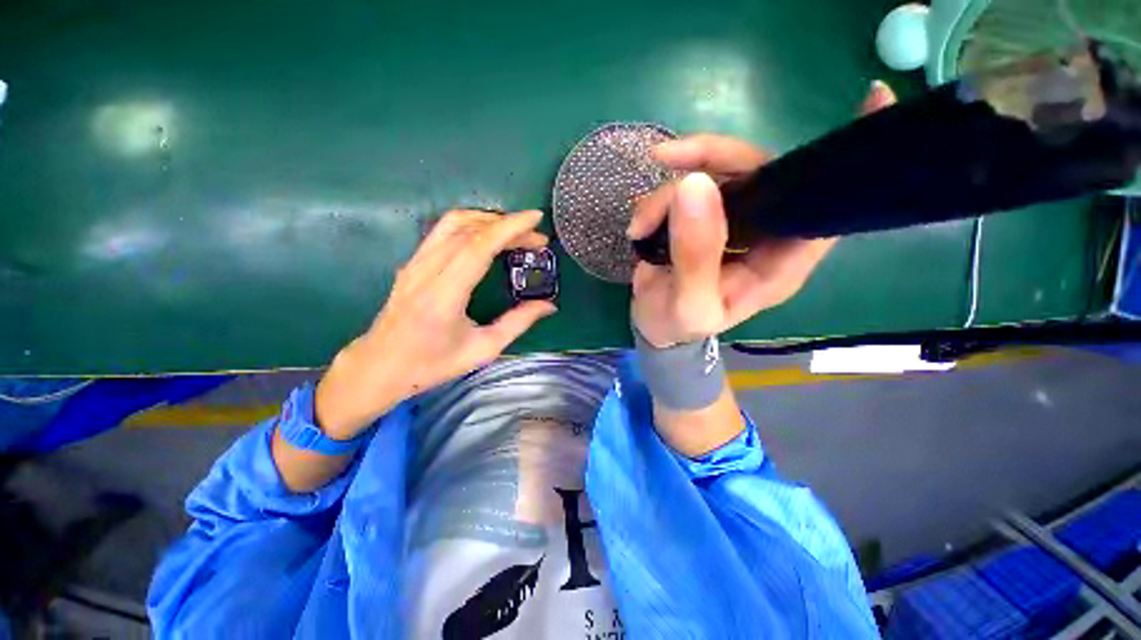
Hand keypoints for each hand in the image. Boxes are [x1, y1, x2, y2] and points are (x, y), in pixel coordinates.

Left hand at [315, 209, 555, 437]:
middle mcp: (426, 270)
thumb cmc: (433, 364)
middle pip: (468, 229)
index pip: (478, 246)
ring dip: (488, 220)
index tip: (536, 219)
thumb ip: (518, 323)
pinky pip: (442, 232)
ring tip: (515, 233)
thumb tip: (549, 305)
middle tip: (535, 238)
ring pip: (452, 223)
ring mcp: (415, 263)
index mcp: (445, 294)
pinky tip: (487, 237)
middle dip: (507, 226)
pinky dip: (471, 226)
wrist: (380, 367)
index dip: (509, 228)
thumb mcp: (483, 349)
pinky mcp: (412, 263)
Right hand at [628, 81, 897, 346]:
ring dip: (668, 192)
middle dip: (712, 158)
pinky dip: (657, 200)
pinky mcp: (702, 217)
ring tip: (640, 225)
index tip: (873, 100)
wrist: (653, 326)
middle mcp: (763, 234)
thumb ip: (695, 256)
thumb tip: (694, 186)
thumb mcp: (688, 305)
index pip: (825, 210)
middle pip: (759, 173)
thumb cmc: (678, 326)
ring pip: (714, 175)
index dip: (843, 163)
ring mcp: (731, 221)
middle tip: (668, 159)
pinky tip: (640, 226)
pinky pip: (685, 188)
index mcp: (778, 263)